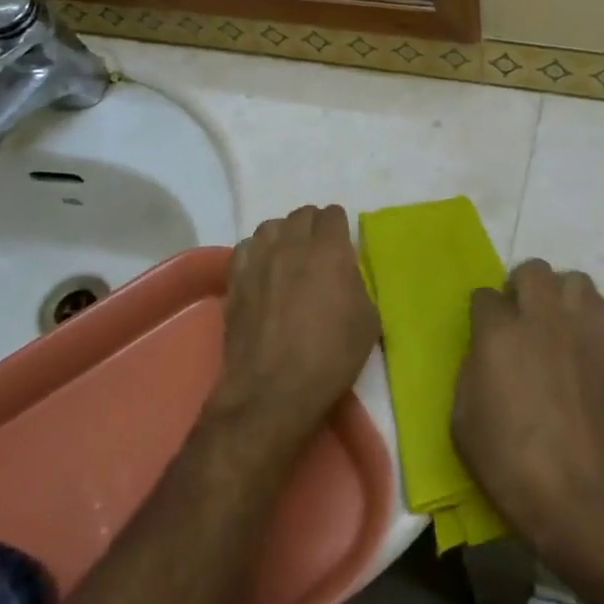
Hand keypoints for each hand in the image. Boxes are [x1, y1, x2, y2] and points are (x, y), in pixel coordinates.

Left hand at [210, 205, 379, 453]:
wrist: (274, 389)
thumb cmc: (331, 356)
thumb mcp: (368, 320)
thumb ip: (358, 284)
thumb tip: (347, 274)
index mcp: (330, 249)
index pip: (334, 214)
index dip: (340, 228)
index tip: (343, 248)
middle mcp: (292, 243)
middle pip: (303, 214)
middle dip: (314, 228)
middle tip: (319, 254)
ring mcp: (259, 258)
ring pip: (272, 226)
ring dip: (284, 236)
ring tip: (289, 259)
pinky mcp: (235, 277)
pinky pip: (246, 247)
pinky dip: (257, 252)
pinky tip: (262, 272)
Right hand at [453, 260, 603, 582]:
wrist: (580, 495)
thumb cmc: (510, 464)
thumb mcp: (463, 419)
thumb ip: (471, 370)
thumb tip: (485, 352)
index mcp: (498, 334)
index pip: (484, 296)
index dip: (482, 314)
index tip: (483, 334)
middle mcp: (541, 318)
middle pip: (532, 270)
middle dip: (520, 287)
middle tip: (518, 318)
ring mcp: (581, 328)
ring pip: (573, 279)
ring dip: (559, 294)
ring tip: (554, 323)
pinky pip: (600, 307)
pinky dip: (587, 314)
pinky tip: (579, 341)